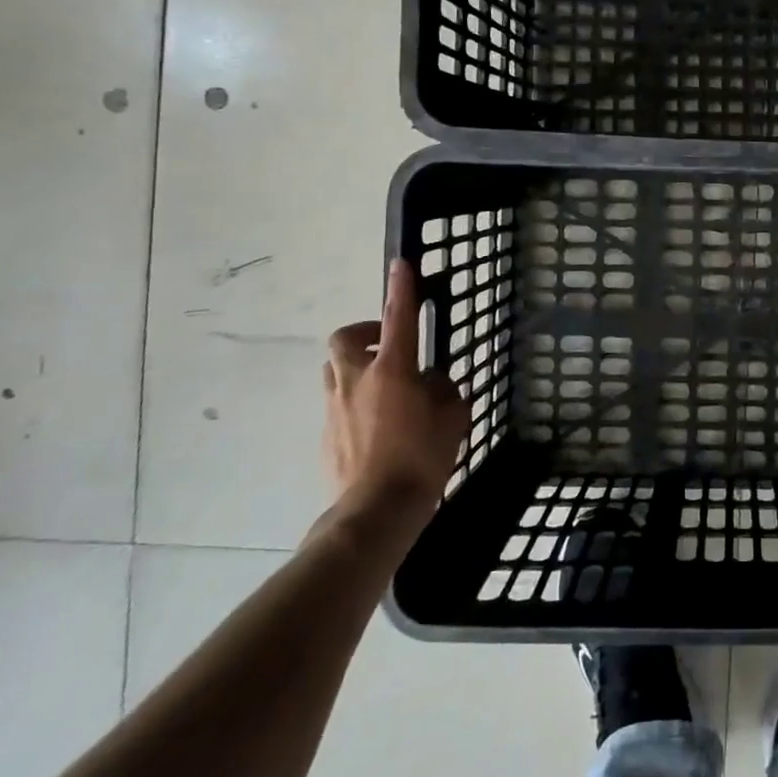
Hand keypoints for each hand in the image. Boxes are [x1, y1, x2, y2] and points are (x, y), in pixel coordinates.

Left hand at [323, 260, 469, 521]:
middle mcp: (357, 381)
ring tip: (384, 386)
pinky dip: (354, 402)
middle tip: (389, 346)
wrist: (374, 512)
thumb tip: (433, 383)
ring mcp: (335, 408)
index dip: (401, 288)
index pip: (398, 318)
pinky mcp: (326, 434)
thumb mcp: (452, 419)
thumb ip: (445, 392)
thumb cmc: (421, 459)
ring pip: (335, 370)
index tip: (401, 265)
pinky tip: (376, 425)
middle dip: (364, 334)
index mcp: (392, 371)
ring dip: (356, 367)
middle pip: (346, 339)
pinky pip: (337, 403)